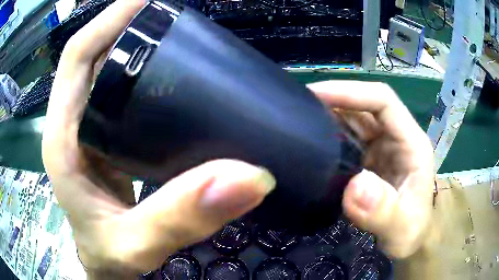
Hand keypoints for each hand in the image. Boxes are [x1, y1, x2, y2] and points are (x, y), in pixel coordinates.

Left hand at [42, 0, 274, 277]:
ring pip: (111, 73)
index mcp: (63, 137)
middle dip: (130, 28)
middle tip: (176, 18)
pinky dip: (148, 80)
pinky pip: (125, 97)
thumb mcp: (137, 246)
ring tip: (184, 41)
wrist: (111, 268)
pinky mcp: (109, 141)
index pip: (78, 56)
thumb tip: (252, 177)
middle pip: (96, 56)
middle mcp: (74, 124)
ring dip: (141, 50)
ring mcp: (91, 130)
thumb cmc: (111, 258)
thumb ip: (181, 218)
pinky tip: (180, 84)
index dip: (110, 20)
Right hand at [308, 81, 434, 258]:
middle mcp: (396, 138)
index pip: (383, 101)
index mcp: (411, 143)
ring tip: (297, 121)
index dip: (351, 92)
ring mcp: (382, 148)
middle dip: (333, 100)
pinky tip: (310, 144)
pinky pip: (346, 139)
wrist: (409, 241)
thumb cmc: (410, 232)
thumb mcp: (401, 228)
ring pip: (353, 119)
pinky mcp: (369, 160)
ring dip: (327, 116)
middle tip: (296, 107)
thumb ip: (383, 211)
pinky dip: (328, 136)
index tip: (314, 94)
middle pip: (364, 106)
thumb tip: (354, 186)